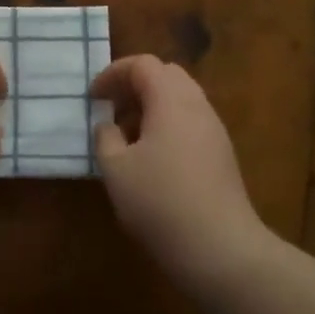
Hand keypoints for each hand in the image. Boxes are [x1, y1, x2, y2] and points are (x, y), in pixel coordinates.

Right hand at [92, 55, 269, 283]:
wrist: (221, 249)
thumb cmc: (160, 202)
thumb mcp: (116, 169)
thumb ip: (105, 138)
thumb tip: (108, 125)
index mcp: (171, 100)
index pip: (143, 64)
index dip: (113, 73)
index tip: (93, 96)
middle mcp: (197, 106)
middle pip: (166, 75)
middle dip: (134, 85)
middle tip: (111, 108)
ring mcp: (214, 130)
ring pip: (181, 99)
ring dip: (151, 106)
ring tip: (126, 135)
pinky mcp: (222, 155)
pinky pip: (190, 122)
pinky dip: (167, 124)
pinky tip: (151, 158)